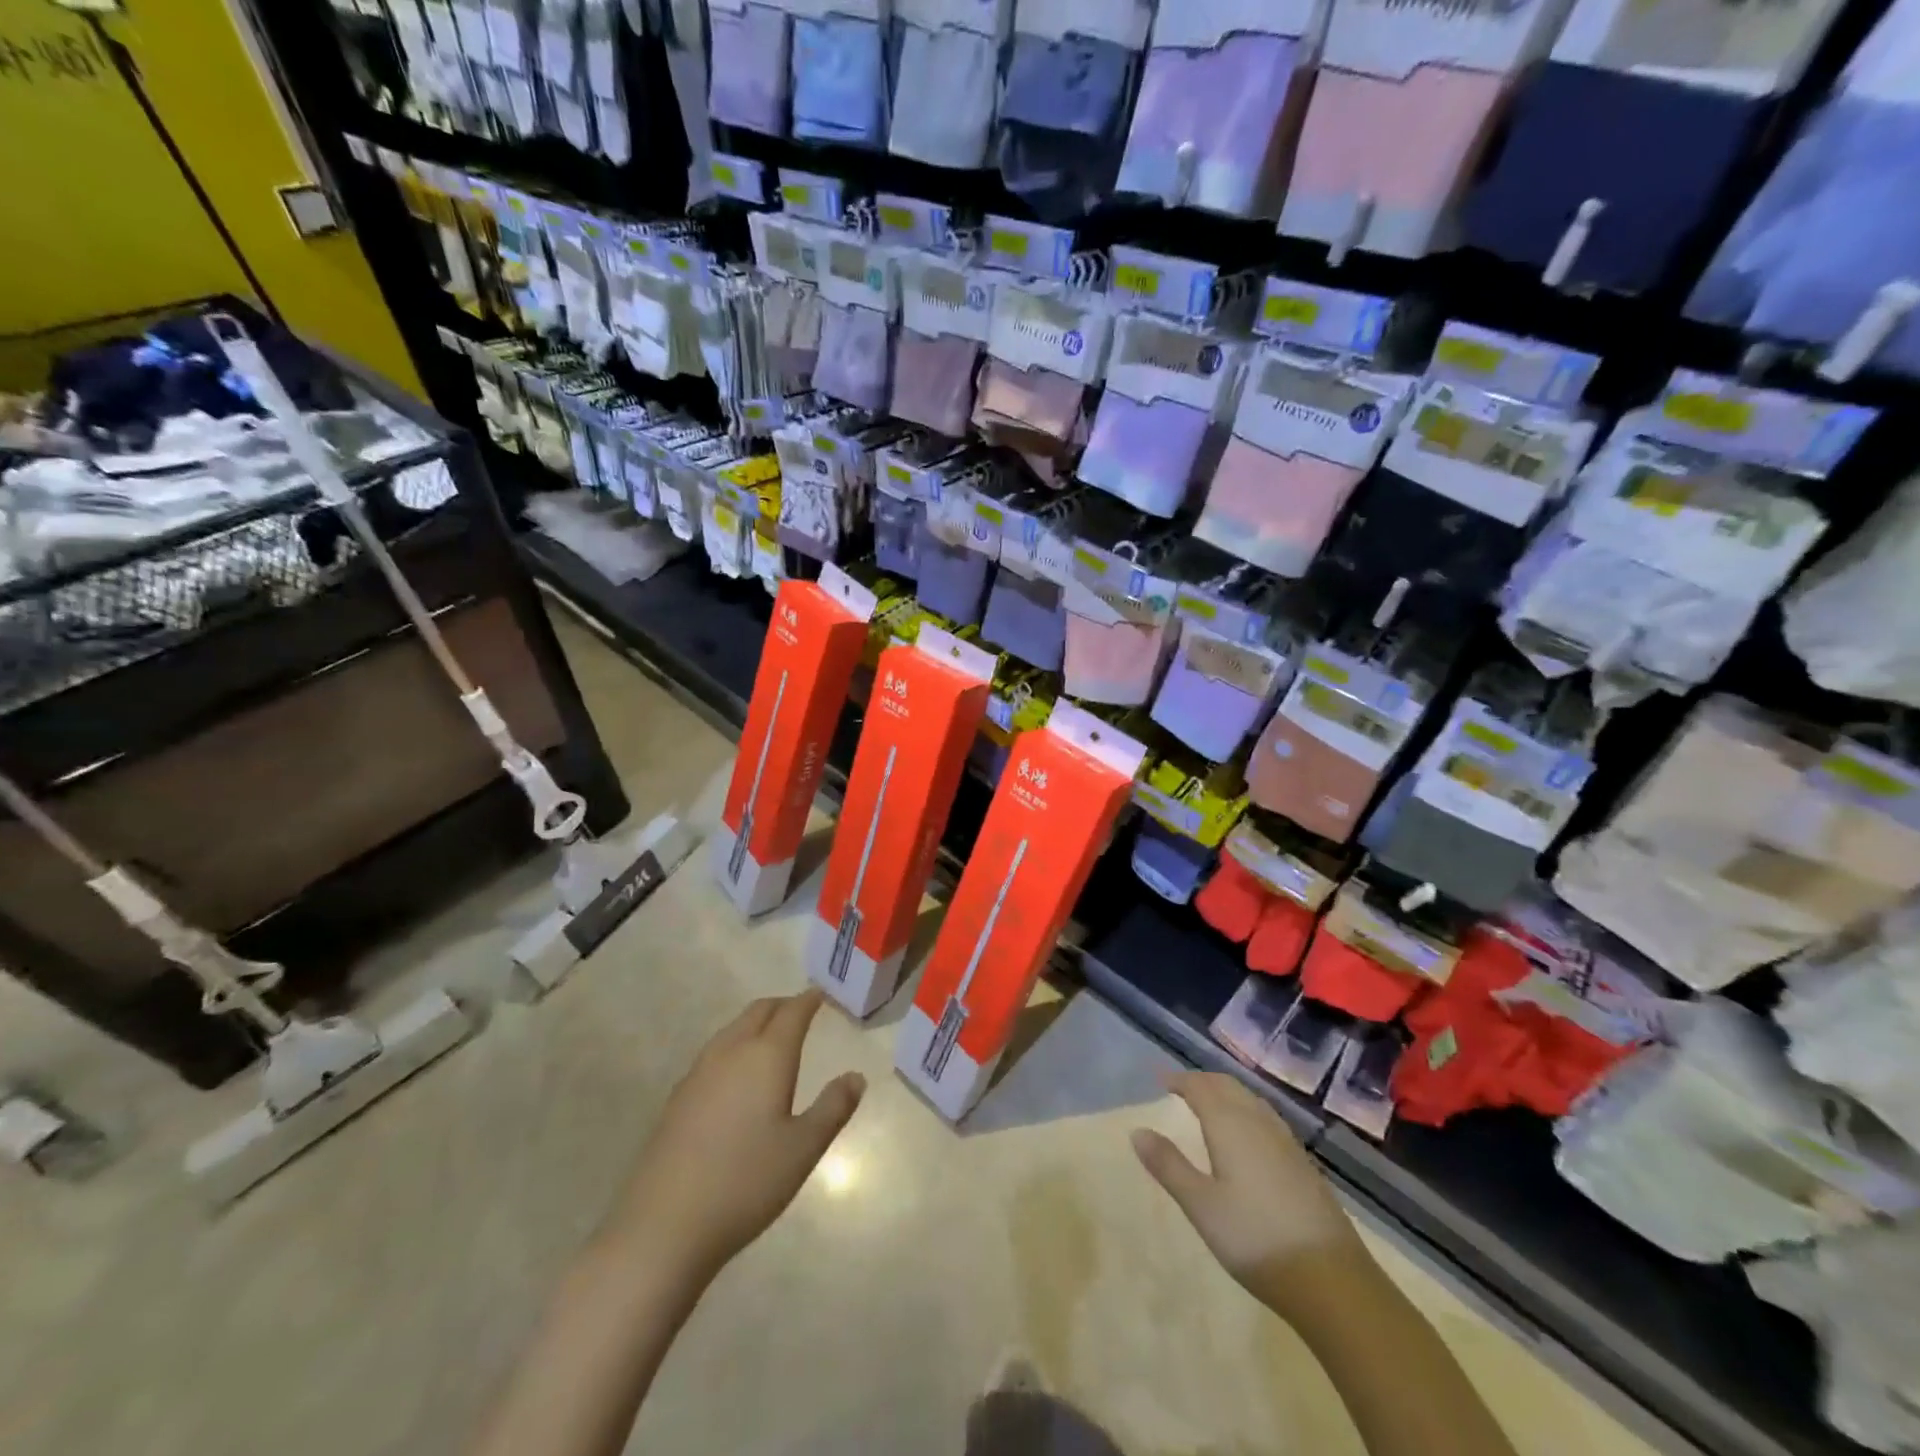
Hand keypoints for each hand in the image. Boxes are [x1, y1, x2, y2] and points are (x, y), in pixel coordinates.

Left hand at [607, 989, 865, 1281]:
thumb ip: (833, 1108)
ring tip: (772, 1037)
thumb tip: (856, 1076)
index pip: (792, 1013)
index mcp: (766, 1056)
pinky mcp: (677, 1098)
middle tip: (801, 1010)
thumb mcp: (803, 1149)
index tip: (821, 993)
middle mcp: (731, 1053)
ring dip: (755, 1023)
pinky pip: (714, 1053)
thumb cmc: (745, 1182)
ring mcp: (698, 1074)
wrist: (663, 1225)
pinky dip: (734, 1046)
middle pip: (758, 1012)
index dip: (808, 1000)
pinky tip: (736, 1076)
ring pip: (732, 1030)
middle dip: (782, 1005)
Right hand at [1133, 1071, 1368, 1313]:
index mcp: (1230, 1125)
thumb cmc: (1255, 1239)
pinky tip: (1248, 1133)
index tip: (1160, 1079)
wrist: (1331, 1280)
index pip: (1201, 1088)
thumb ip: (1168, 1165)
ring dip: (1227, 1092)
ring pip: (1251, 1100)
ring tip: (1211, 1102)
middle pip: (1228, 1087)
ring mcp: (1286, 1143)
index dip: (1179, 1080)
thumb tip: (1137, 1131)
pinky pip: (1268, 1118)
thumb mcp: (1201, 1206)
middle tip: (1182, 1087)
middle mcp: (1259, 1123)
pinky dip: (1248, 1110)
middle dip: (1203, 1081)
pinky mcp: (1304, 1164)